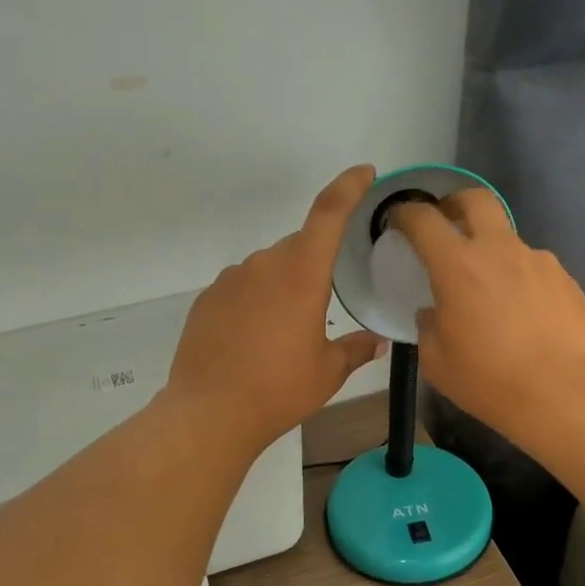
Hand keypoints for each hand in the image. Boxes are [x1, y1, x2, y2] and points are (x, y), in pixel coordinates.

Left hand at [165, 165, 389, 453]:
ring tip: (282, 336)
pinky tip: (252, 341)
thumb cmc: (279, 390)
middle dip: (312, 268)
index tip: (363, 173)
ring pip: (267, 270)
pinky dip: (253, 303)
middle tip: (319, 311)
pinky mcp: (205, 299)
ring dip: (281, 289)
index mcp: (301, 273)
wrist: (210, 413)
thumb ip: (356, 349)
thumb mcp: (328, 372)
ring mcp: (229, 280)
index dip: (348, 186)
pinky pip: (240, 289)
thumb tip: (378, 341)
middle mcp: (263, 265)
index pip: (328, 212)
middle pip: (297, 248)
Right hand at [389, 190, 584, 437]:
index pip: (424, 220)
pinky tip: (522, 314)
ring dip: (491, 252)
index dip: (405, 214)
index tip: (398, 220)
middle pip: (476, 200)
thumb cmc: (489, 380)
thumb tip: (434, 313)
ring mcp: (539, 262)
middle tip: (446, 223)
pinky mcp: (566, 280)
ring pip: (508, 240)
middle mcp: (500, 251)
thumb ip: (428, 327)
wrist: (563, 396)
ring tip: (490, 292)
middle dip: (454, 203)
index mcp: (458, 266)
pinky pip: (534, 269)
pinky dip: (519, 280)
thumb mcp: (437, 361)